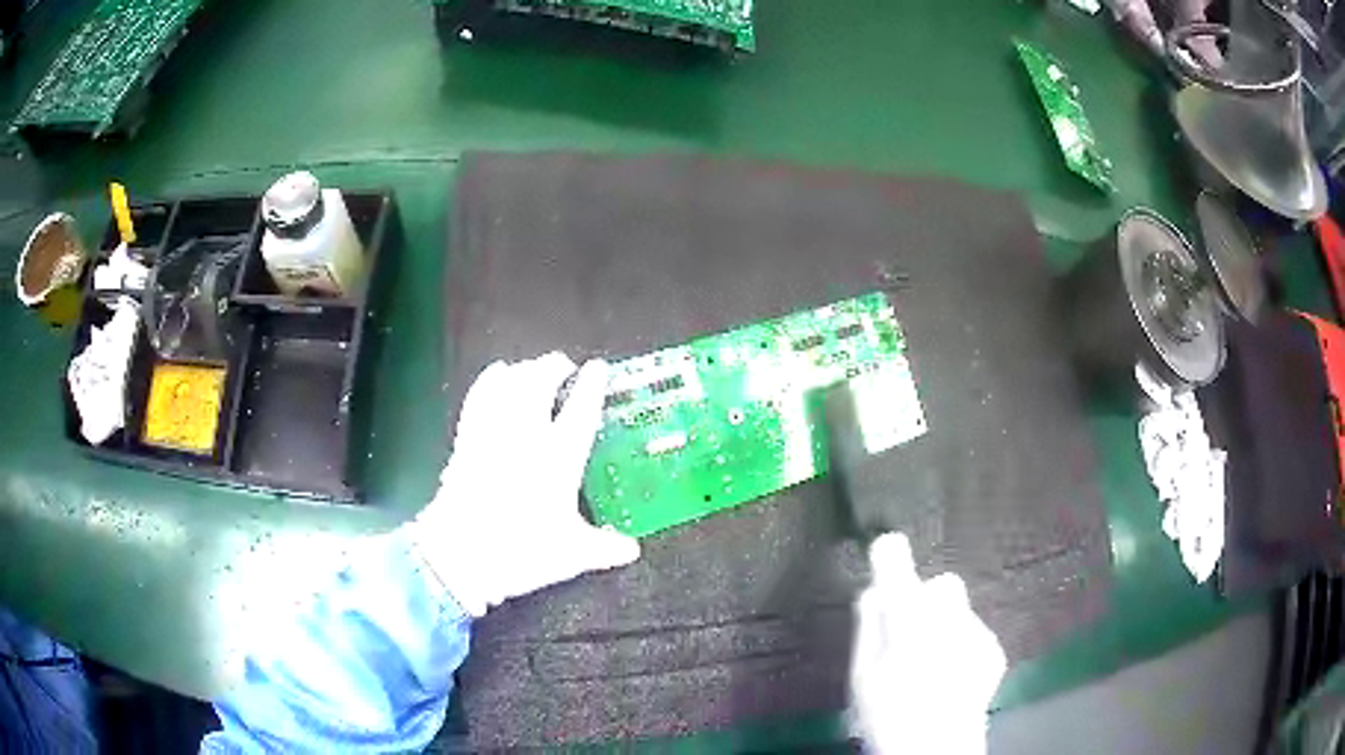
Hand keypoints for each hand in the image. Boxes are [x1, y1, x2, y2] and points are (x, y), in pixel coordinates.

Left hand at [408, 352, 640, 616]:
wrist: (463, 554)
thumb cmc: (523, 551)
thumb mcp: (572, 554)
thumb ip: (604, 547)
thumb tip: (632, 551)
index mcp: (559, 458)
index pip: (580, 410)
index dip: (592, 385)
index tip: (598, 368)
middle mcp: (527, 436)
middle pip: (540, 383)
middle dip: (553, 367)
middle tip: (564, 366)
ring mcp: (493, 434)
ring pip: (509, 384)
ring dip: (523, 370)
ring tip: (532, 369)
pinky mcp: (467, 439)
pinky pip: (479, 397)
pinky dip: (489, 380)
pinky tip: (496, 375)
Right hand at [851, 533, 1006, 754]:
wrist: (936, 748)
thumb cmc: (889, 714)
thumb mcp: (862, 675)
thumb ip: (869, 626)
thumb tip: (874, 592)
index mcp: (909, 621)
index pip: (898, 567)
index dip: (890, 554)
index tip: (886, 548)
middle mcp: (949, 617)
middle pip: (942, 584)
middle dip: (925, 599)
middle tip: (909, 632)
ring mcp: (977, 632)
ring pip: (958, 611)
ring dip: (943, 625)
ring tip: (930, 665)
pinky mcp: (994, 650)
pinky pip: (973, 632)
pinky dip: (960, 644)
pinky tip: (950, 676)